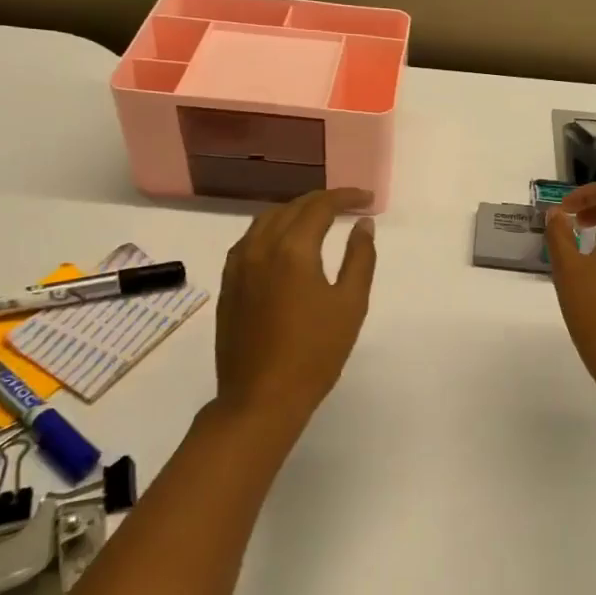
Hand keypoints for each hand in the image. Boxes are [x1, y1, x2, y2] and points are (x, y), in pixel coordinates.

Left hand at [214, 188, 377, 430]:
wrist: (261, 397)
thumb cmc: (315, 353)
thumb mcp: (350, 305)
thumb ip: (360, 258)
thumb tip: (362, 225)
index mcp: (293, 249)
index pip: (320, 206)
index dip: (345, 197)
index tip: (366, 200)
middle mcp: (260, 247)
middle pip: (291, 208)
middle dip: (322, 201)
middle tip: (349, 205)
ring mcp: (238, 265)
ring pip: (266, 220)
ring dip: (295, 211)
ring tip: (319, 218)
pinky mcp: (228, 283)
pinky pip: (250, 240)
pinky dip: (272, 229)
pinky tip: (284, 243)